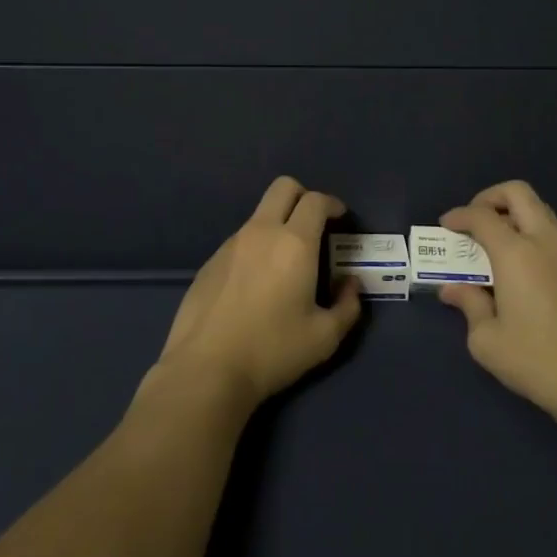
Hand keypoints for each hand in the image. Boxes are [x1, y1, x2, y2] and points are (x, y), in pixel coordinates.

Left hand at [151, 176, 362, 412]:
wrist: (206, 369)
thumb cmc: (272, 350)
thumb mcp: (324, 337)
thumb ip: (347, 306)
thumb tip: (350, 284)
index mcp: (294, 243)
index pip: (315, 200)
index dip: (332, 203)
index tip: (340, 218)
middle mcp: (261, 232)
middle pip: (283, 187)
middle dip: (303, 196)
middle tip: (314, 224)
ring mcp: (231, 244)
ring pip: (260, 215)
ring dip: (278, 224)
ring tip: (285, 263)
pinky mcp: (210, 261)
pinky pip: (240, 240)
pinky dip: (256, 248)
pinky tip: (255, 284)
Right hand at [438, 181, 556, 434]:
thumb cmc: (538, 360)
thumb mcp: (487, 341)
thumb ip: (469, 306)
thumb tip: (453, 290)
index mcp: (516, 253)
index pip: (482, 215)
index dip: (459, 215)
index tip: (446, 226)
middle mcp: (543, 242)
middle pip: (518, 193)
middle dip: (490, 198)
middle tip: (474, 221)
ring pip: (539, 210)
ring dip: (513, 213)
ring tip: (493, 241)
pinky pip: (551, 232)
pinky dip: (530, 232)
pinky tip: (518, 265)